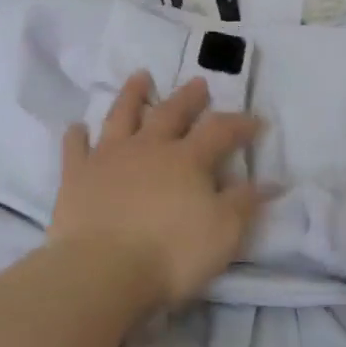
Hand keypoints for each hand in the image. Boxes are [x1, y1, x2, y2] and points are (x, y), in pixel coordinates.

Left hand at [48, 73, 265, 310]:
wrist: (103, 270)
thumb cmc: (171, 253)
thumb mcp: (223, 233)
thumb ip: (244, 203)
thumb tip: (269, 182)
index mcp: (186, 160)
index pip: (220, 131)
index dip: (239, 124)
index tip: (256, 121)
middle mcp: (148, 148)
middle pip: (171, 113)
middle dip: (188, 98)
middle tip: (198, 83)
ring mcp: (108, 158)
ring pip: (122, 116)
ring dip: (132, 95)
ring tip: (140, 76)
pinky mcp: (76, 176)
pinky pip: (75, 148)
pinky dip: (77, 136)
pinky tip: (78, 127)